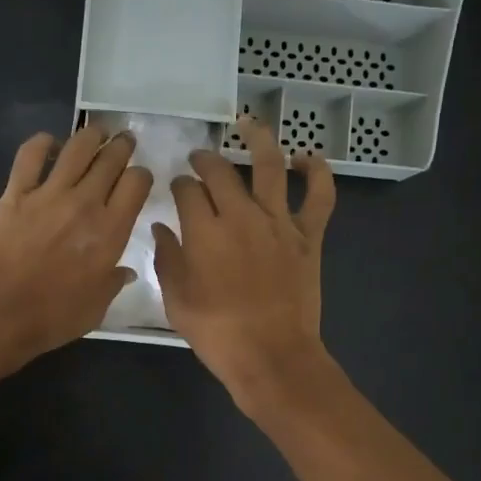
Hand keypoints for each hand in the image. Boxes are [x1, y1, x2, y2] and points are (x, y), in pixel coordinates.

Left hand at [0, 126, 151, 368]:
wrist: (1, 313)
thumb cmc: (54, 316)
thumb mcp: (97, 306)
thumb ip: (113, 282)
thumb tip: (124, 272)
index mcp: (111, 230)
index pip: (137, 183)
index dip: (141, 175)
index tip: (138, 178)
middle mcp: (85, 203)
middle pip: (111, 159)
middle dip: (122, 147)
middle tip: (123, 142)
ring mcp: (48, 194)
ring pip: (77, 148)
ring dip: (91, 135)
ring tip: (97, 133)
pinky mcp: (16, 194)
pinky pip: (30, 155)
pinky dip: (41, 142)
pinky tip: (49, 143)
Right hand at [154, 116, 335, 414]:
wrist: (271, 356)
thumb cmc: (216, 333)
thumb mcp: (176, 300)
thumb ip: (167, 259)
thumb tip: (161, 229)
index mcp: (204, 231)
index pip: (187, 191)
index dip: (179, 185)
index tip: (176, 188)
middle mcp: (240, 215)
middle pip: (221, 172)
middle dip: (205, 161)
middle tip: (199, 160)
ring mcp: (278, 222)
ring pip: (270, 166)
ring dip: (259, 140)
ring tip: (248, 125)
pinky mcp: (307, 236)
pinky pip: (319, 196)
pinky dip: (317, 172)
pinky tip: (307, 158)